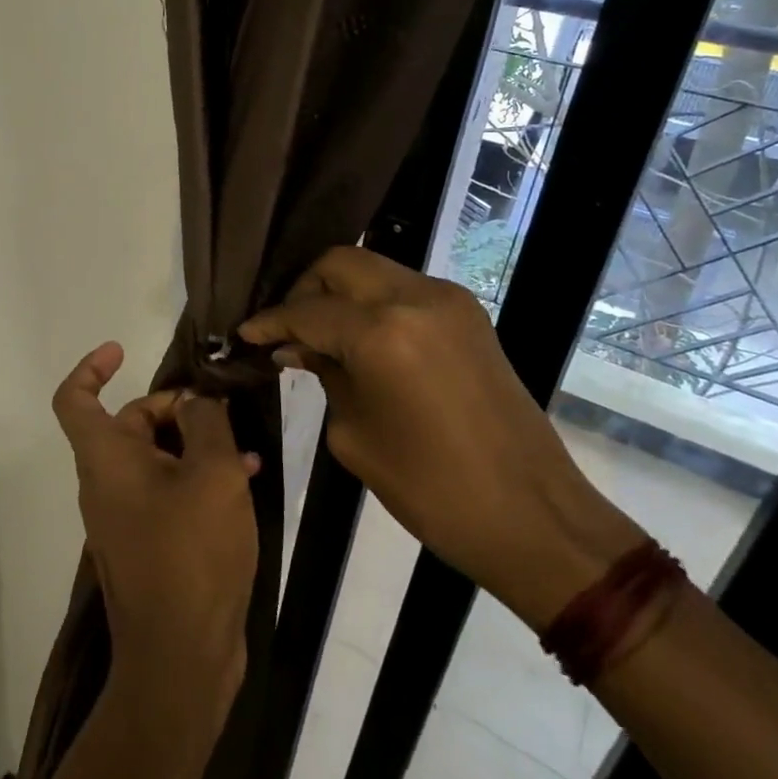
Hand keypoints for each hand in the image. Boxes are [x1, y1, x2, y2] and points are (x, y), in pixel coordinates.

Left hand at [51, 343, 260, 731]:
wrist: (181, 659)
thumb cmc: (191, 553)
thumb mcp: (213, 474)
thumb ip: (207, 423)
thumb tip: (198, 403)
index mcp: (105, 458)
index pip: (75, 398)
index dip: (91, 367)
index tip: (121, 350)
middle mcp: (106, 482)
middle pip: (130, 422)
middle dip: (176, 409)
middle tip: (223, 413)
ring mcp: (125, 516)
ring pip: (156, 458)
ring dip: (196, 446)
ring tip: (246, 452)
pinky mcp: (148, 544)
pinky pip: (167, 492)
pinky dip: (197, 480)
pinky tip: (243, 484)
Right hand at [238, 247, 642, 629]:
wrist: (532, 515)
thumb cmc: (432, 490)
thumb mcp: (354, 434)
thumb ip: (323, 375)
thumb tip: (295, 347)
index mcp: (382, 333)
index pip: (307, 310)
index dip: (270, 321)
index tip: (245, 333)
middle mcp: (415, 298)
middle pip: (340, 262)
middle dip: (303, 288)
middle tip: (285, 327)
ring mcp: (448, 301)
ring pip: (373, 269)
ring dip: (339, 291)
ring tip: (317, 332)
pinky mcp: (469, 314)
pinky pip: (403, 288)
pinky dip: (372, 302)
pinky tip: (358, 337)